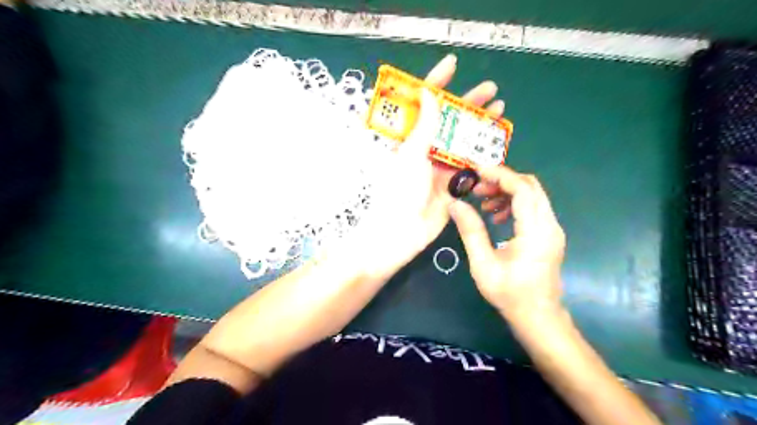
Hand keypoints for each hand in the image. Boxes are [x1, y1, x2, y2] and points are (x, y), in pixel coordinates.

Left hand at [347, 53, 501, 279]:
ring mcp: (438, 164)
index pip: (422, 103)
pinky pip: (468, 163)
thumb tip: (428, 92)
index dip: (436, 82)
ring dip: (479, 126)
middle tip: (491, 90)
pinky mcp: (451, 182)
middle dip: (468, 103)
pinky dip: (481, 152)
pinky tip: (496, 142)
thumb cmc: (401, 190)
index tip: (453, 65)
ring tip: (499, 110)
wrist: (403, 231)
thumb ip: (425, 124)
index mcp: (407, 137)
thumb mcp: (411, 153)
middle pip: (448, 119)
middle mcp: (423, 147)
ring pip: (462, 140)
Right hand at [444, 166, 563, 318]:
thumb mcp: (483, 264)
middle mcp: (550, 225)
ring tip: (484, 204)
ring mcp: (553, 229)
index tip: (476, 172)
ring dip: (508, 192)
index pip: (522, 189)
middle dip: (502, 181)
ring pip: (534, 195)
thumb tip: (455, 204)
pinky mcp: (550, 234)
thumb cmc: (510, 294)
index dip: (499, 175)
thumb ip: (471, 231)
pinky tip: (497, 217)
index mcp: (536, 232)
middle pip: (531, 186)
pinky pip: (534, 207)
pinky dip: (515, 203)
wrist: (538, 316)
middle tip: (477, 189)